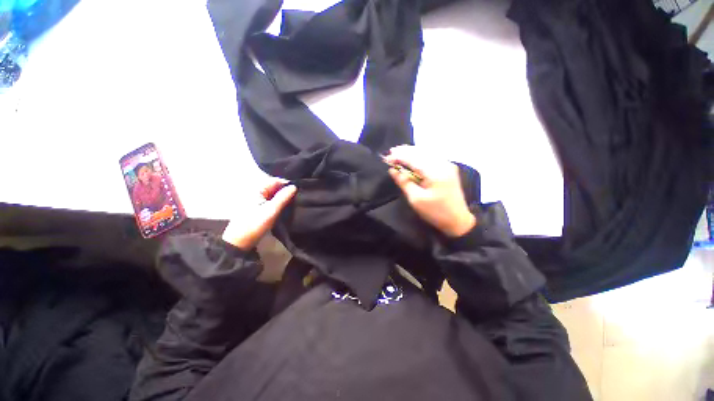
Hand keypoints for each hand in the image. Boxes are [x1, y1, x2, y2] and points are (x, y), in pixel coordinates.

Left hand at [222, 178, 296, 249]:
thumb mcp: (272, 211)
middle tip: (297, 197)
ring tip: (293, 202)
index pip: (275, 180)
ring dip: (282, 197)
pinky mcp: (256, 207)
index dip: (287, 184)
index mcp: (256, 189)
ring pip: (272, 194)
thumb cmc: (255, 224)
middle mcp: (255, 192)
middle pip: (274, 186)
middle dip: (285, 190)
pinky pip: (270, 200)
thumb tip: (294, 186)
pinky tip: (284, 207)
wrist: (239, 242)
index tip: (299, 190)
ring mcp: (255, 200)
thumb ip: (283, 197)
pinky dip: (277, 202)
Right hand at [385, 145, 475, 236]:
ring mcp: (448, 164)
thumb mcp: (416, 199)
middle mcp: (443, 163)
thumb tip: (392, 170)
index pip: (413, 158)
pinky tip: (412, 157)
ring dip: (412, 152)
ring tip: (398, 153)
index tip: (386, 158)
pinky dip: (420, 155)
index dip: (399, 156)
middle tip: (390, 153)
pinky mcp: (448, 168)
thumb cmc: (435, 212)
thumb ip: (404, 182)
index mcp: (435, 172)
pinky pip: (431, 156)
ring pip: (426, 152)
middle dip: (404, 151)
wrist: (458, 220)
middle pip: (420, 152)